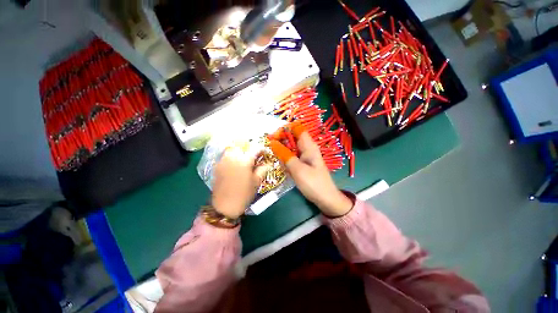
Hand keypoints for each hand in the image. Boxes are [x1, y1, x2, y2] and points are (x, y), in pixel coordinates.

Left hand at [211, 146, 268, 218]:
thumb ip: (262, 169)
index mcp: (245, 160)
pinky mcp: (217, 166)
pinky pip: (225, 156)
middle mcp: (233, 157)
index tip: (264, 152)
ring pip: (232, 149)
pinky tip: (234, 164)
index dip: (261, 149)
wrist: (225, 206)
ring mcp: (223, 160)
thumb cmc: (244, 194)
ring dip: (239, 151)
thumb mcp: (256, 182)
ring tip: (243, 158)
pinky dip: (231, 156)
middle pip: (242, 146)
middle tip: (253, 155)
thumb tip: (267, 163)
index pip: (255, 148)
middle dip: (249, 148)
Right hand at [269, 127, 352, 216]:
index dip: (285, 129)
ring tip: (283, 165)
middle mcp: (307, 148)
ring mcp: (305, 156)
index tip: (274, 137)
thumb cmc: (313, 183)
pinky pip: (292, 158)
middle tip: (273, 152)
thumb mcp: (297, 169)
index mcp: (308, 146)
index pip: (296, 128)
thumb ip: (284, 155)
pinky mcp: (303, 164)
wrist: (326, 199)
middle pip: (292, 138)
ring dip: (284, 153)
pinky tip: (287, 170)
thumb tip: (272, 142)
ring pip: (291, 149)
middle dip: (281, 142)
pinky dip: (287, 161)